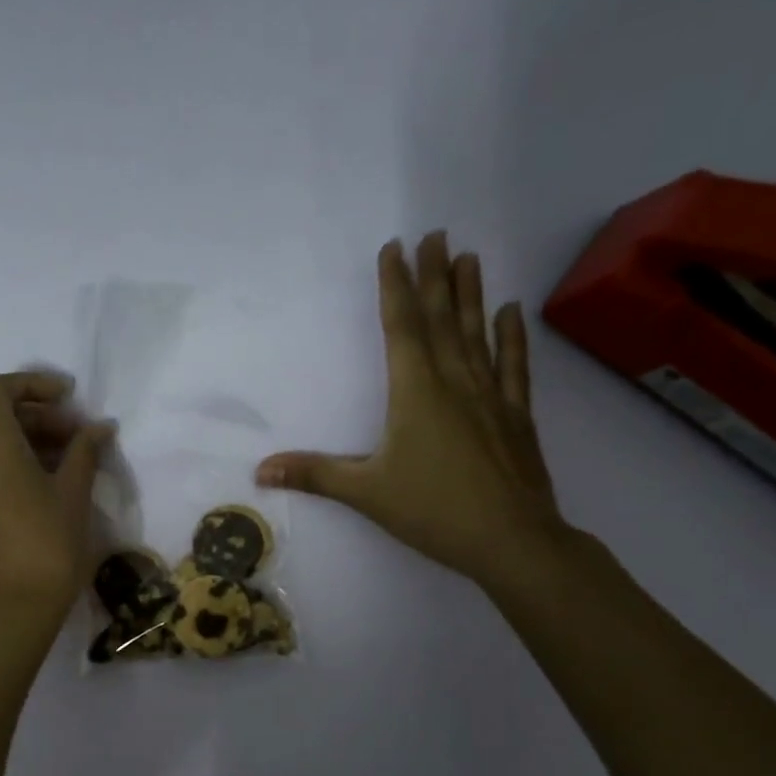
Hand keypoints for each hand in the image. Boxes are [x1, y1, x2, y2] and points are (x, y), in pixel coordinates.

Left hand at [0, 371, 113, 630]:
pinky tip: (46, 490)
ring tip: (70, 464)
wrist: (10, 611)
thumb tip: (99, 427)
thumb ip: (84, 451)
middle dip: (40, 417)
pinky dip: (13, 466)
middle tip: (80, 436)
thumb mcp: (73, 493)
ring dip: (29, 443)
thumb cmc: (47, 544)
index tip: (69, 397)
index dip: (33, 384)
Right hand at [257, 233, 569, 590]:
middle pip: (441, 319)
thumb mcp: (365, 492)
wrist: (512, 541)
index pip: (402, 327)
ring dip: (470, 294)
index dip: (395, 286)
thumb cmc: (432, 510)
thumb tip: (259, 470)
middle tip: (435, 235)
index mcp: (415, 392)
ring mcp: (490, 396)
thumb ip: (313, 474)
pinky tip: (511, 311)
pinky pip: (512, 365)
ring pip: (477, 333)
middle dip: (433, 276)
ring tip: (468, 257)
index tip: (395, 248)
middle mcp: (454, 382)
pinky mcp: (516, 415)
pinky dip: (511, 337)